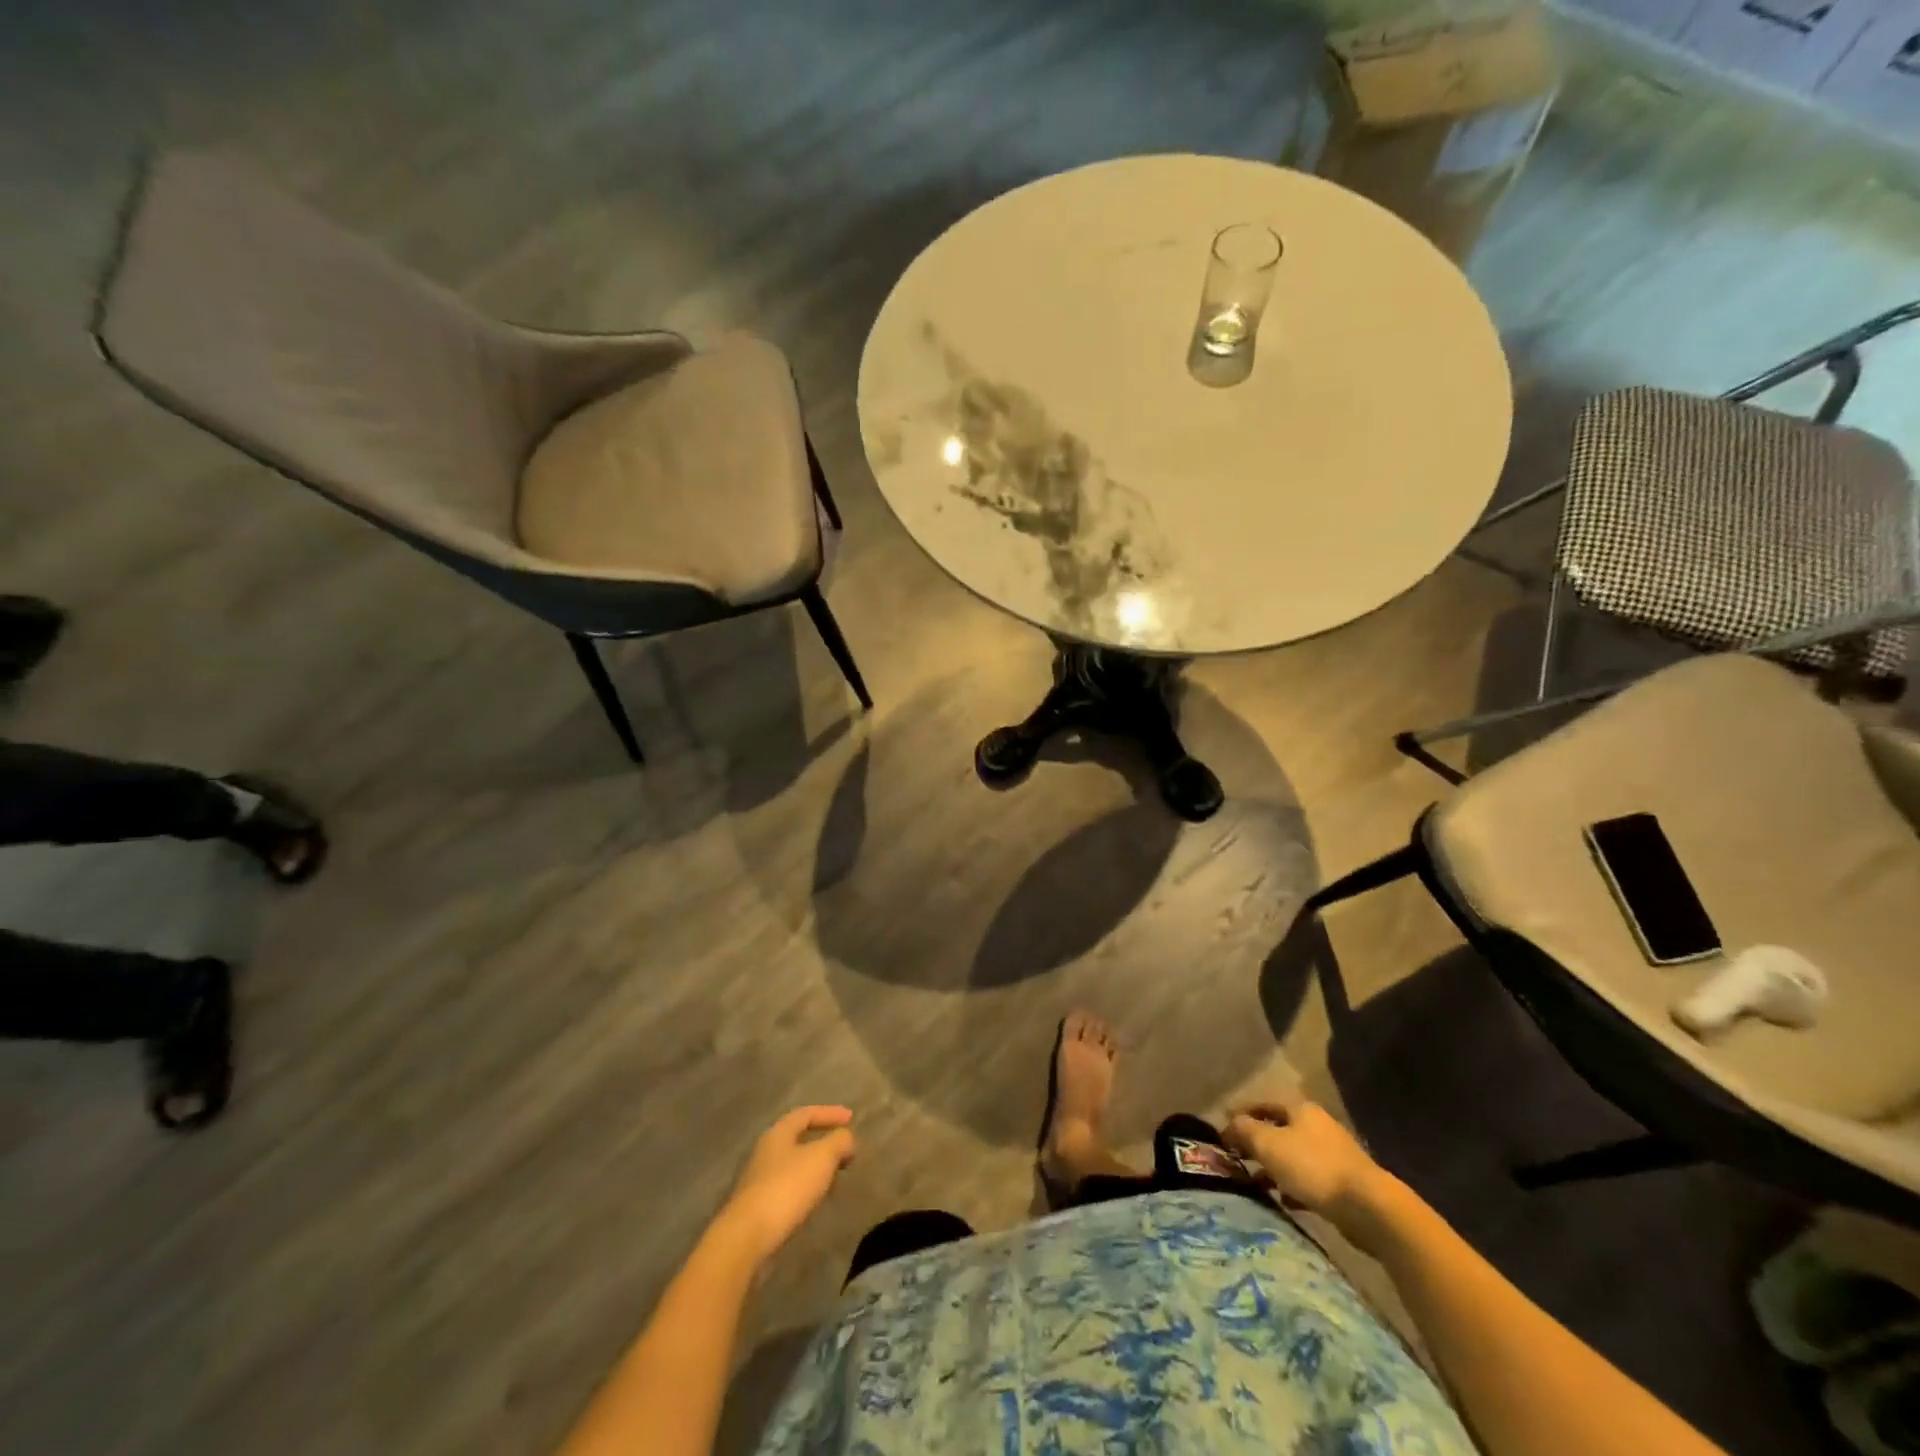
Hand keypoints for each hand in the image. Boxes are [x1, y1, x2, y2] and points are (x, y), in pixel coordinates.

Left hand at [716, 1106, 857, 1263]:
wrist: (746, 1239)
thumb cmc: (786, 1188)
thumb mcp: (821, 1158)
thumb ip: (839, 1142)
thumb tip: (847, 1139)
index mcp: (778, 1134)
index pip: (806, 1114)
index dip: (829, 1113)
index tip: (851, 1117)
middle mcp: (766, 1153)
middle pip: (798, 1139)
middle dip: (824, 1143)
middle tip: (845, 1151)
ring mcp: (759, 1181)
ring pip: (794, 1166)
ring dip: (816, 1168)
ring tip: (836, 1178)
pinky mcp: (759, 1208)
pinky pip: (789, 1188)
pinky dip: (807, 1188)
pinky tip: (817, 1201)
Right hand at [1223, 1094, 1391, 1242]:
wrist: (1368, 1207)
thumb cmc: (1312, 1167)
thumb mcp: (1268, 1143)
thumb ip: (1244, 1130)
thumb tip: (1229, 1124)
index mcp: (1300, 1109)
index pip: (1262, 1104)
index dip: (1240, 1115)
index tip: (1221, 1130)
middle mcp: (1317, 1126)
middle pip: (1278, 1130)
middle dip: (1256, 1143)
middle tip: (1235, 1158)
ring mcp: (1333, 1154)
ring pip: (1292, 1156)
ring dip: (1273, 1168)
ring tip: (1255, 1183)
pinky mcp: (1343, 1183)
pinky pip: (1308, 1180)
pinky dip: (1292, 1186)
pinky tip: (1283, 1200)